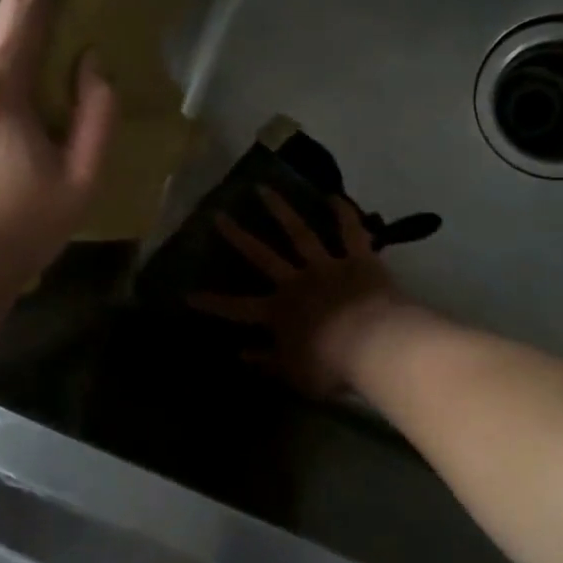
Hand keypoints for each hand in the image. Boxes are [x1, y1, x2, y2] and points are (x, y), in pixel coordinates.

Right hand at [190, 188, 401, 396]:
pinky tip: (335, 196)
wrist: (375, 345)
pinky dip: (344, 214)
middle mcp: (297, 282)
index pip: (237, 308)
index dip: (212, 302)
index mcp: (279, 312)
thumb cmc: (331, 366)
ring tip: (263, 188)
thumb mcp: (294, 373)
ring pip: (299, 233)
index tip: (187, 293)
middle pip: (262, 255)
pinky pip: (350, 233)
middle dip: (238, 236)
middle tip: (219, 215)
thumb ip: (267, 361)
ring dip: (281, 210)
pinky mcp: (358, 259)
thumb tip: (240, 353)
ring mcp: (327, 266)